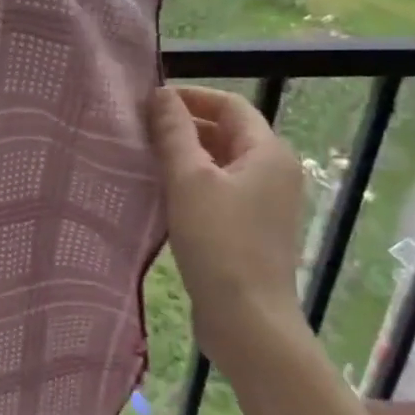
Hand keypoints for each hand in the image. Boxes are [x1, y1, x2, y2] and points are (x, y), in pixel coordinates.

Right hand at [147, 84, 307, 357]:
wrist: (247, 320)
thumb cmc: (219, 241)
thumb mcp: (189, 179)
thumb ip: (174, 132)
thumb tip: (161, 94)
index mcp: (268, 153)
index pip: (230, 105)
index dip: (191, 96)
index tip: (149, 101)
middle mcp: (274, 172)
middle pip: (227, 132)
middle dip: (185, 125)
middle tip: (140, 129)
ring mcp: (265, 203)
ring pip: (221, 163)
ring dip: (185, 154)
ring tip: (144, 157)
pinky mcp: (251, 229)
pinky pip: (220, 190)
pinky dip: (192, 182)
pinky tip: (162, 193)